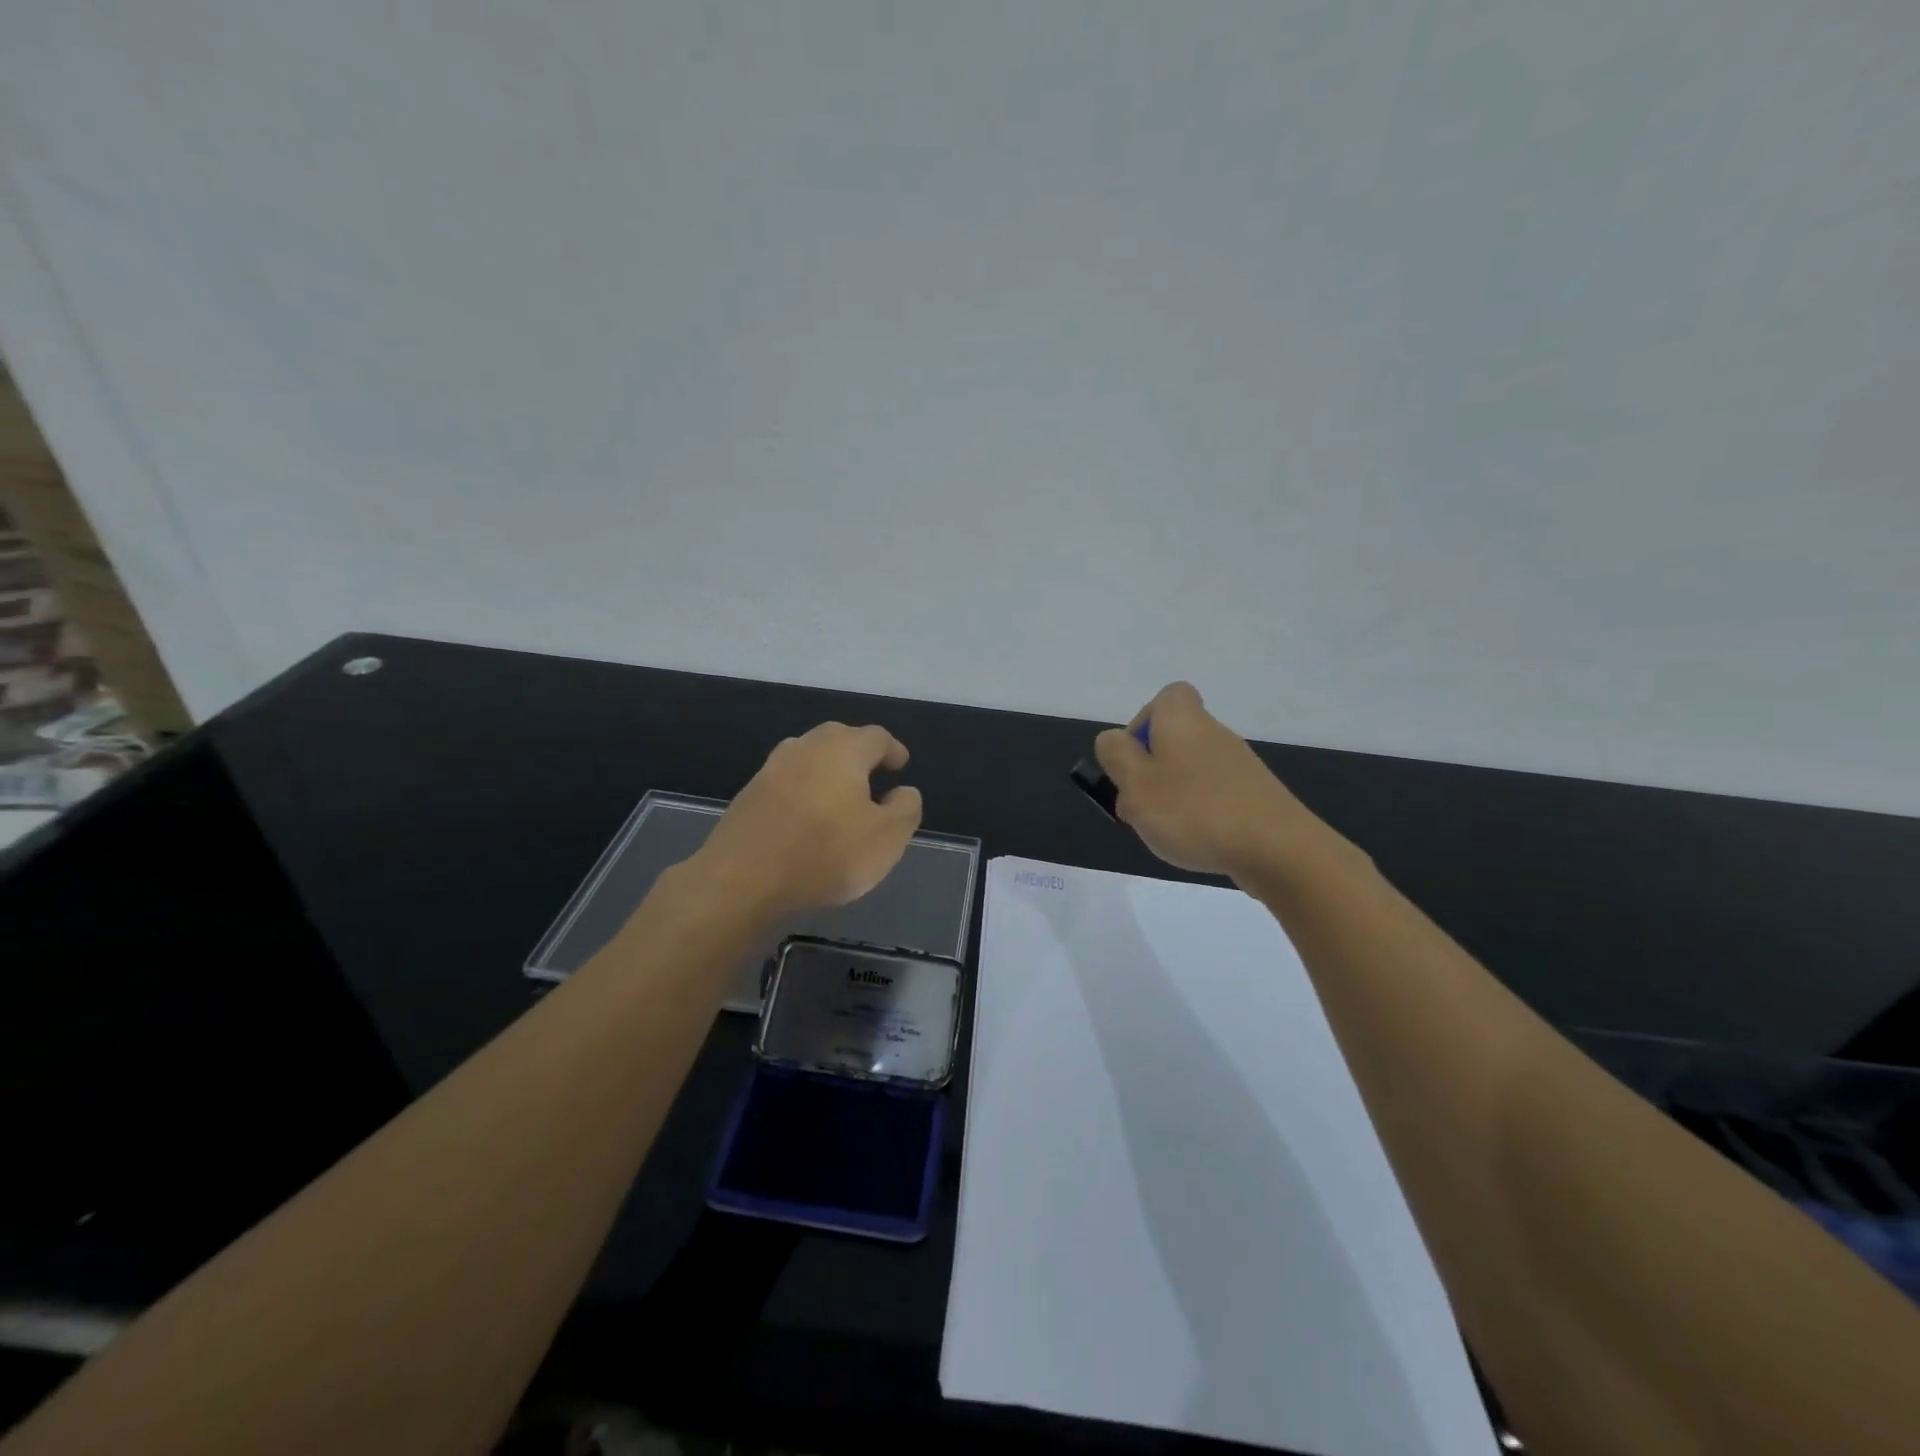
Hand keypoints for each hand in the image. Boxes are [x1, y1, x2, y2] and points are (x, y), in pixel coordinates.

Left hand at [692, 722, 923, 917]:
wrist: (742, 879)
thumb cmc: (825, 853)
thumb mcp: (886, 838)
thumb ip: (905, 809)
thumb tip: (903, 791)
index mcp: (843, 748)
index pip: (877, 738)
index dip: (892, 751)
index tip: (901, 766)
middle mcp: (806, 747)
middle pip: (839, 740)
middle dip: (859, 756)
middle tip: (873, 779)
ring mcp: (771, 768)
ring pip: (810, 760)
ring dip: (828, 773)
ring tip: (841, 800)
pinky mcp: (749, 794)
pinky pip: (788, 784)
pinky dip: (804, 793)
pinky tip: (807, 820)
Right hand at [1094, 682, 1334, 880]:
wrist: (1276, 849)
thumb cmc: (1193, 811)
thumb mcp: (1134, 783)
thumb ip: (1116, 756)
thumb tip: (1115, 740)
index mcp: (1182, 720)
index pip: (1166, 697)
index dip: (1142, 723)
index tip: (1132, 759)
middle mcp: (1213, 733)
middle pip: (1174, 738)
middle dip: (1151, 769)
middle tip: (1139, 803)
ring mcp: (1238, 765)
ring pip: (1191, 769)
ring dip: (1172, 795)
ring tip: (1164, 831)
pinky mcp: (1254, 795)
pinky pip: (1214, 795)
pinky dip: (1198, 813)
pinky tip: (1196, 842)